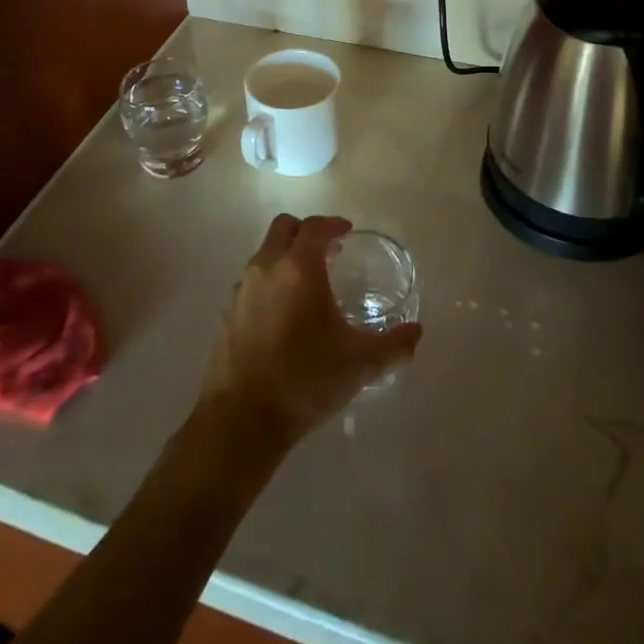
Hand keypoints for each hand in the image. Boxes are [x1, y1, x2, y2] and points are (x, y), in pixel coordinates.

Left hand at [198, 214, 421, 446]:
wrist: (242, 419)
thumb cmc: (305, 380)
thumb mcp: (359, 364)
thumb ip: (392, 345)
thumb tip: (416, 332)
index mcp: (299, 268)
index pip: (315, 227)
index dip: (332, 224)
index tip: (346, 231)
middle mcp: (266, 268)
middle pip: (283, 228)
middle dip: (305, 232)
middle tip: (328, 251)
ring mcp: (242, 290)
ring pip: (264, 255)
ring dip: (285, 257)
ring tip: (308, 285)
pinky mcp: (227, 314)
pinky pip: (251, 283)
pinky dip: (269, 284)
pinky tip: (283, 316)